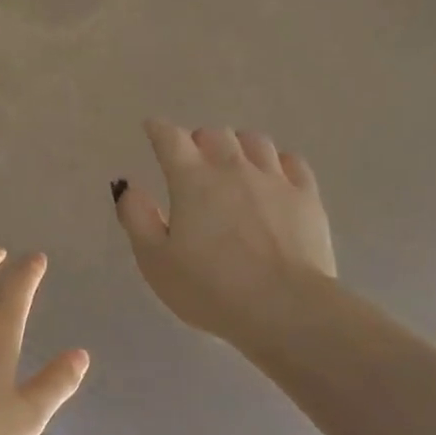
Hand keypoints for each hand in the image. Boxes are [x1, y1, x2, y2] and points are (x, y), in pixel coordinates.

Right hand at [115, 120, 336, 345]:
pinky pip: (292, 162)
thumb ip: (137, 219)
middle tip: (193, 159)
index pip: (170, 139)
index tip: (153, 128)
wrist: (283, 306)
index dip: (159, 130)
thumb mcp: (155, 261)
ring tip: (233, 162)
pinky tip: (274, 175)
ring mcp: (275, 179)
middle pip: (215, 135)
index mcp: (192, 180)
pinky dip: (277, 162)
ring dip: (238, 146)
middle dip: (199, 141)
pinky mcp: (307, 197)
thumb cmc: (210, 289)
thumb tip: (128, 187)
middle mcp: (233, 168)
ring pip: (255, 142)